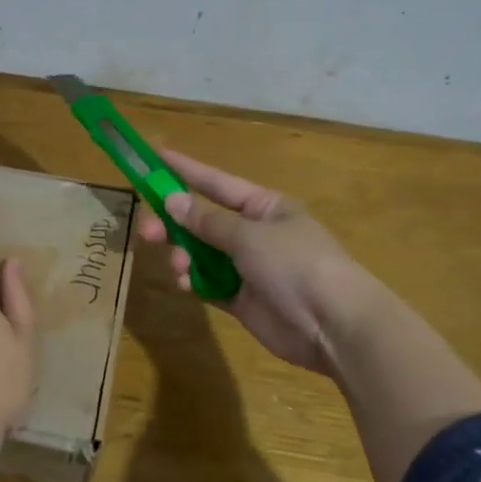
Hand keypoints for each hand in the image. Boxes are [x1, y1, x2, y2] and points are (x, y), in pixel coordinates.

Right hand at [136, 148, 389, 376]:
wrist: (334, 324)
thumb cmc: (296, 264)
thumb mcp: (248, 236)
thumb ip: (207, 221)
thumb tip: (172, 200)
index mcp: (263, 207)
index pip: (216, 183)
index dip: (185, 170)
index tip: (154, 157)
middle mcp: (253, 233)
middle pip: (202, 221)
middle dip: (173, 223)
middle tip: (146, 230)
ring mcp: (247, 267)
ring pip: (200, 253)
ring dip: (183, 256)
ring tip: (179, 265)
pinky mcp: (242, 299)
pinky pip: (208, 283)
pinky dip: (193, 281)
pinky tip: (185, 284)